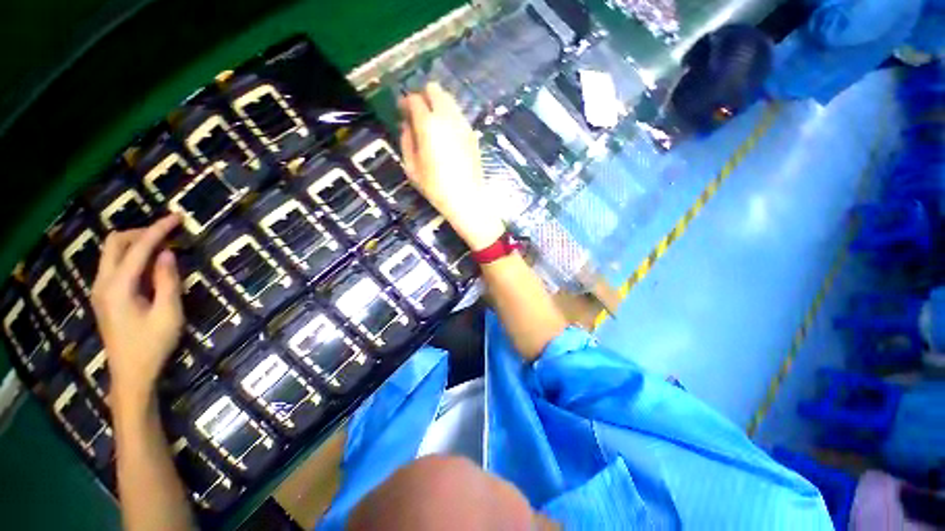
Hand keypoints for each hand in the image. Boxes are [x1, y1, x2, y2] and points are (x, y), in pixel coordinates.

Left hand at [91, 215, 183, 412]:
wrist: (131, 374)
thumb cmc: (153, 345)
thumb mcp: (169, 314)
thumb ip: (167, 281)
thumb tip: (167, 254)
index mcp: (118, 287)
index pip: (138, 248)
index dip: (158, 230)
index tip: (177, 217)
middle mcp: (103, 283)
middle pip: (115, 243)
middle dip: (141, 232)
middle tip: (168, 233)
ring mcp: (100, 290)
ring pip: (112, 252)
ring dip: (135, 243)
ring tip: (162, 246)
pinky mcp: (104, 297)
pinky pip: (114, 265)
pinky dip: (131, 256)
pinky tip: (149, 264)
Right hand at [399, 83, 504, 250]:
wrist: (467, 199)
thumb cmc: (436, 187)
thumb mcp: (412, 167)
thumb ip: (406, 141)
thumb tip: (407, 125)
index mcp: (429, 125)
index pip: (415, 99)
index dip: (405, 101)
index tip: (401, 111)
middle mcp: (448, 118)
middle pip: (435, 90)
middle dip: (423, 96)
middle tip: (417, 113)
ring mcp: (463, 124)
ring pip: (449, 100)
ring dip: (438, 105)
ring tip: (432, 124)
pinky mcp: (472, 134)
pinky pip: (458, 115)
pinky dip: (449, 116)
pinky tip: (446, 134)